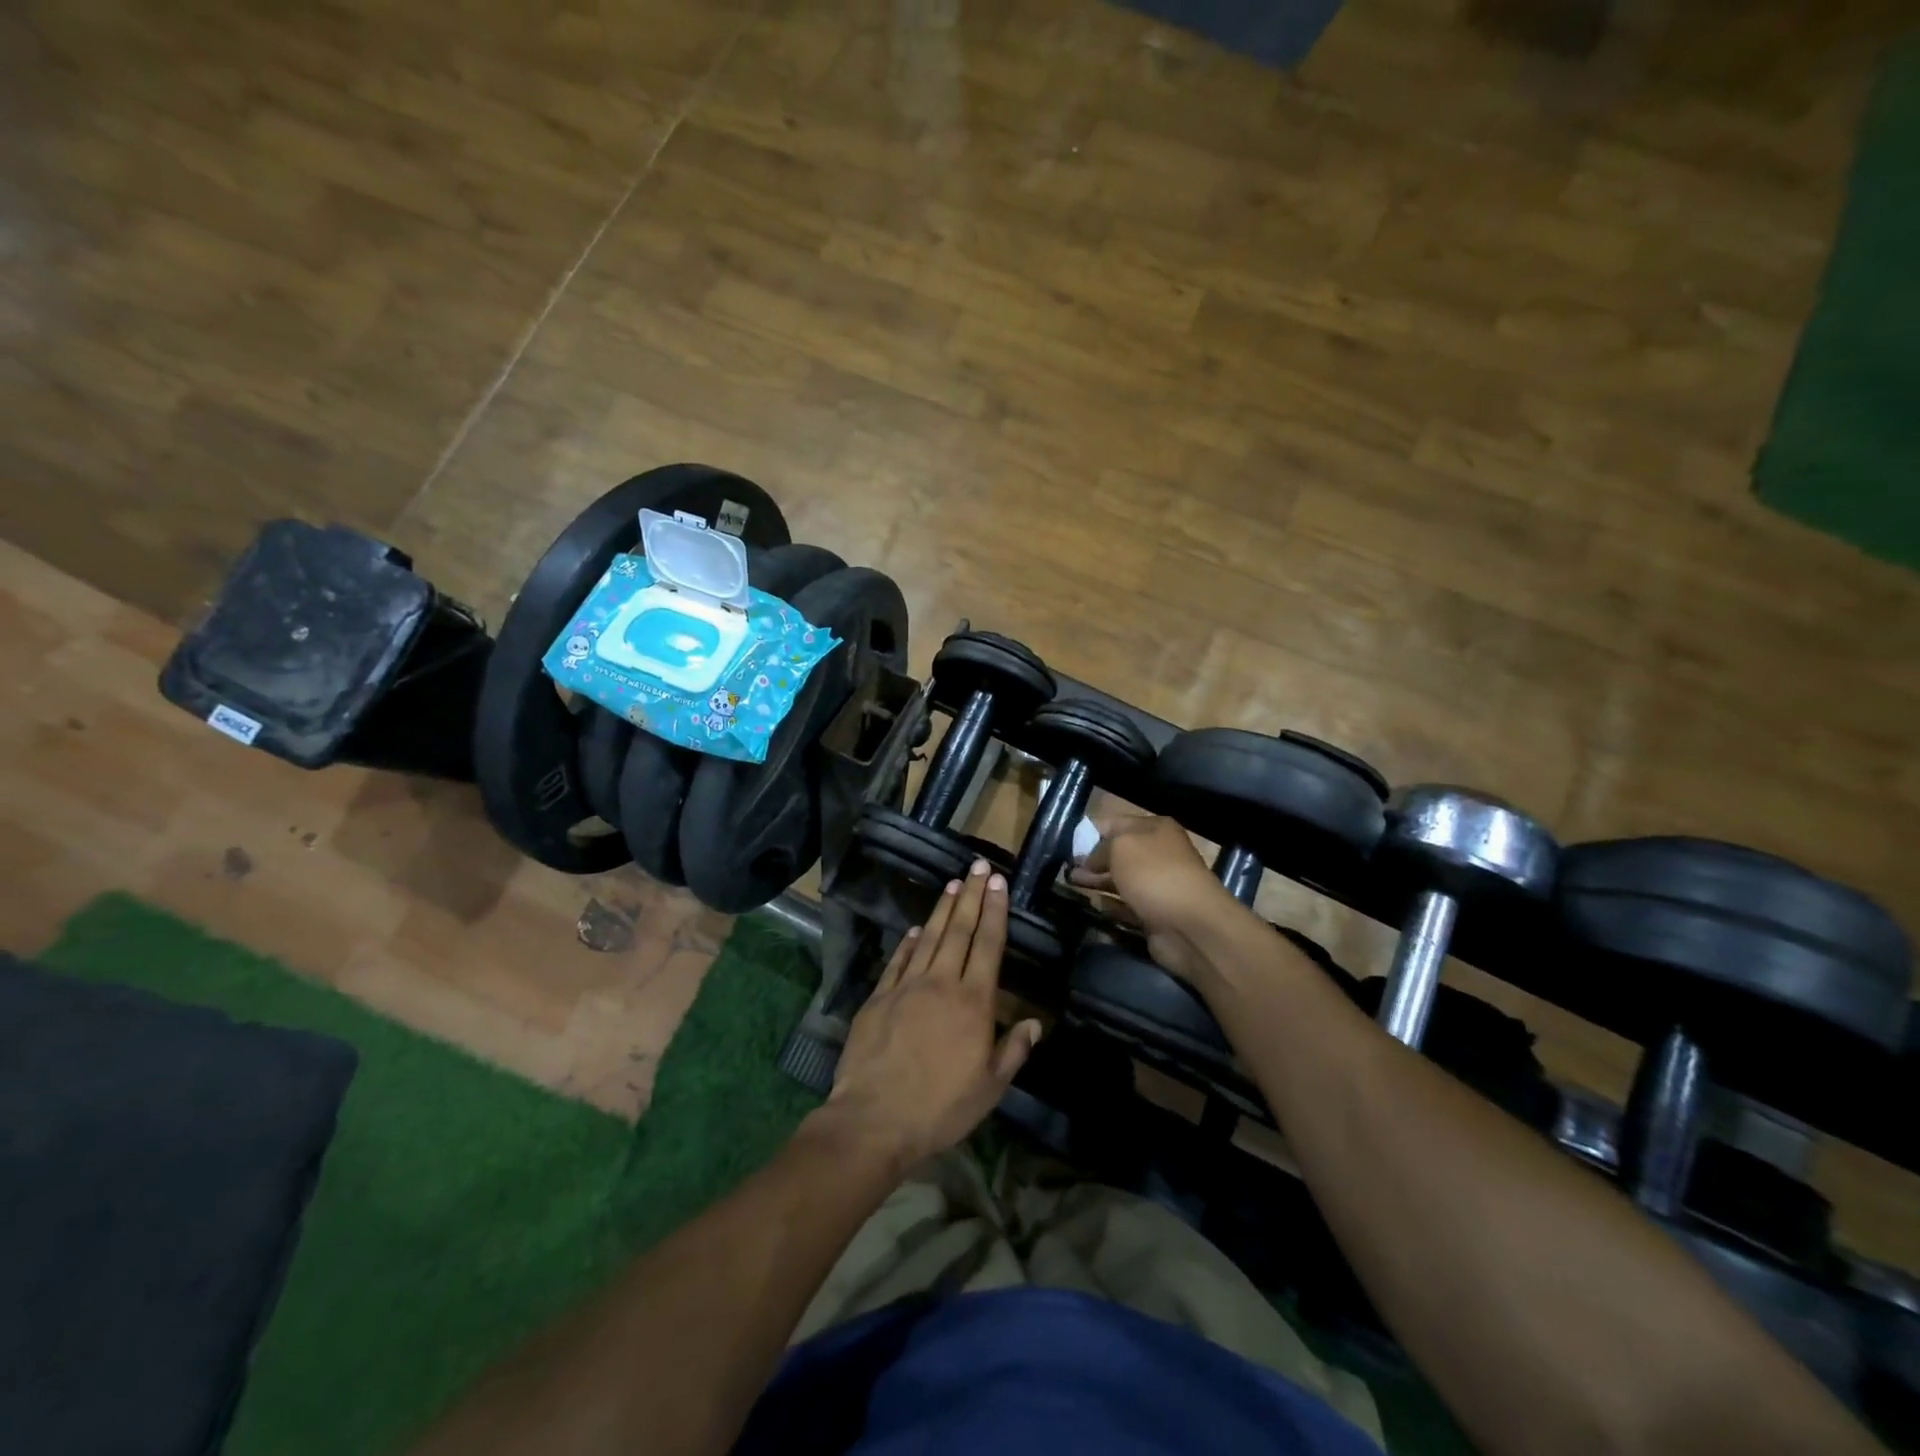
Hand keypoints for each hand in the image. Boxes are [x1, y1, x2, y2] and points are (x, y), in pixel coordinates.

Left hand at [821, 859, 1041, 1169]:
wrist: (875, 1118)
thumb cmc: (941, 1107)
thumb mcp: (990, 1087)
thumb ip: (1014, 1050)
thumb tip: (1035, 1023)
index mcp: (973, 1001)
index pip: (988, 944)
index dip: (994, 911)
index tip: (998, 882)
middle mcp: (941, 983)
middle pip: (959, 930)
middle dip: (971, 895)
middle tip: (978, 866)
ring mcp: (906, 986)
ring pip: (929, 937)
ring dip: (943, 909)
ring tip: (954, 883)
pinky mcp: (879, 997)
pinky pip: (898, 960)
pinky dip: (909, 942)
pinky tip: (917, 929)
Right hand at [1068, 814, 1239, 983]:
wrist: (1191, 925)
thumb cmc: (1154, 874)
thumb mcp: (1120, 847)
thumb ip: (1099, 848)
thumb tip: (1088, 859)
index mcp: (1155, 828)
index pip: (1115, 823)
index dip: (1090, 833)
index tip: (1068, 845)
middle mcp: (1158, 853)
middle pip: (1117, 852)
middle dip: (1091, 859)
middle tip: (1066, 868)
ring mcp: (1157, 885)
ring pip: (1120, 879)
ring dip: (1097, 881)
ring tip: (1071, 884)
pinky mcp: (1154, 913)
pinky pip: (1126, 905)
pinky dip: (1109, 904)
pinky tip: (1092, 904)